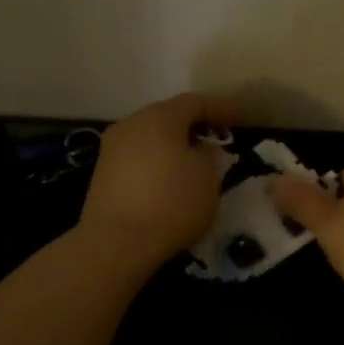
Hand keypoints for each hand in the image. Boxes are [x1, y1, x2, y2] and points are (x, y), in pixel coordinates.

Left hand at [79, 93, 238, 267]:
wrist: (116, 242)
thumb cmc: (171, 203)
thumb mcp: (208, 178)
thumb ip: (210, 155)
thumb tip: (201, 150)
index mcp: (159, 117)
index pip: (195, 102)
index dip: (220, 108)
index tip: (240, 118)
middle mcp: (131, 124)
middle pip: (168, 116)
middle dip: (195, 125)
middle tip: (217, 138)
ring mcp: (112, 148)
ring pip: (150, 137)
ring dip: (174, 144)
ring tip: (195, 160)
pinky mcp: (102, 174)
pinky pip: (138, 157)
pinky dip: (157, 161)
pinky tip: (169, 178)